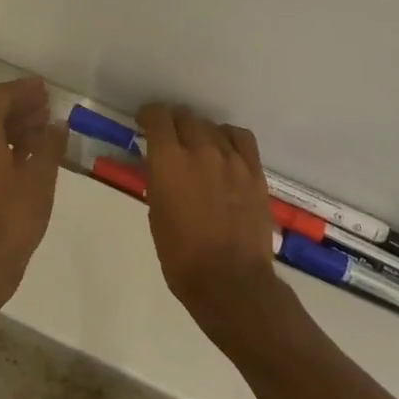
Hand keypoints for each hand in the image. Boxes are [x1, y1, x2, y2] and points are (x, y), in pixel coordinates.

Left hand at [0, 77, 65, 309]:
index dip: (23, 89)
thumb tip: (59, 124)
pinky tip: (33, 154)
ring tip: (46, 130)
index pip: (0, 97)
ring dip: (17, 127)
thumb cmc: (13, 214)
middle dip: (22, 107)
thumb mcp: (41, 176)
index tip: (45, 88)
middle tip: (48, 107)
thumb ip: (51, 144)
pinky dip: (9, 147)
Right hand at [140, 105, 292, 355]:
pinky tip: (224, 149)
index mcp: (169, 161)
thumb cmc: (182, 257)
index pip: (157, 116)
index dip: (149, 115)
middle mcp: (200, 149)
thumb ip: (158, 180)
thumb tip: (160, 164)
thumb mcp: (156, 215)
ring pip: (211, 125)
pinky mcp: (254, 171)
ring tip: (197, 146)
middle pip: (185, 116)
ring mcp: (231, 158)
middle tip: (169, 138)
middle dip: (173, 123)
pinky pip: (241, 137)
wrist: (231, 283)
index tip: (145, 122)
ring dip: (199, 131)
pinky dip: (228, 137)